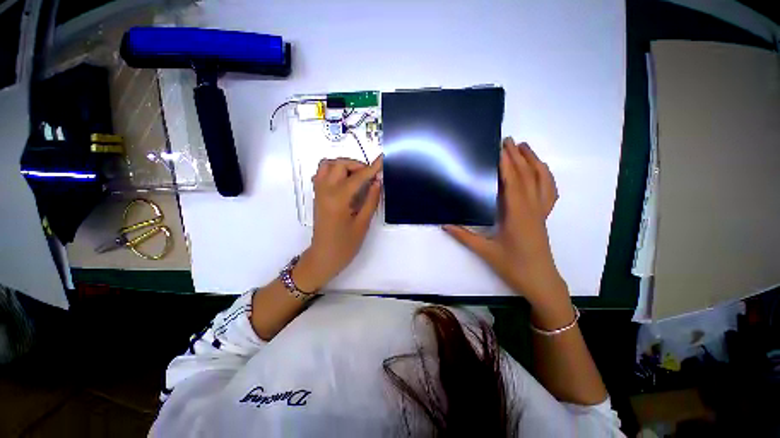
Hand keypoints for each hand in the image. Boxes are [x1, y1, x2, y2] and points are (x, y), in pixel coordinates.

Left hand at [293, 157, 382, 291]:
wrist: (324, 257)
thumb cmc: (345, 245)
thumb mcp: (363, 223)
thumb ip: (371, 200)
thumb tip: (377, 181)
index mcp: (338, 199)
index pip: (358, 177)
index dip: (372, 168)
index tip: (382, 159)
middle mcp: (325, 190)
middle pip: (339, 164)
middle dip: (357, 164)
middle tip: (370, 175)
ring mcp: (319, 192)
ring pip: (327, 165)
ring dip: (343, 165)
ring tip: (357, 175)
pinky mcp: (317, 195)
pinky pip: (322, 173)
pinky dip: (333, 170)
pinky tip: (344, 181)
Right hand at [444, 138, 566, 307]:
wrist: (540, 281)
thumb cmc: (513, 266)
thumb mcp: (485, 251)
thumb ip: (463, 236)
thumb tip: (444, 224)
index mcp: (517, 214)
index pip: (512, 181)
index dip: (506, 163)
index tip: (498, 147)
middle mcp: (532, 208)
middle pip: (527, 176)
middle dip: (517, 156)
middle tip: (507, 140)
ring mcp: (541, 211)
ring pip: (542, 180)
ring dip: (533, 161)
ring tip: (524, 147)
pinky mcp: (544, 216)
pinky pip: (549, 191)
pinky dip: (545, 176)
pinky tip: (539, 170)